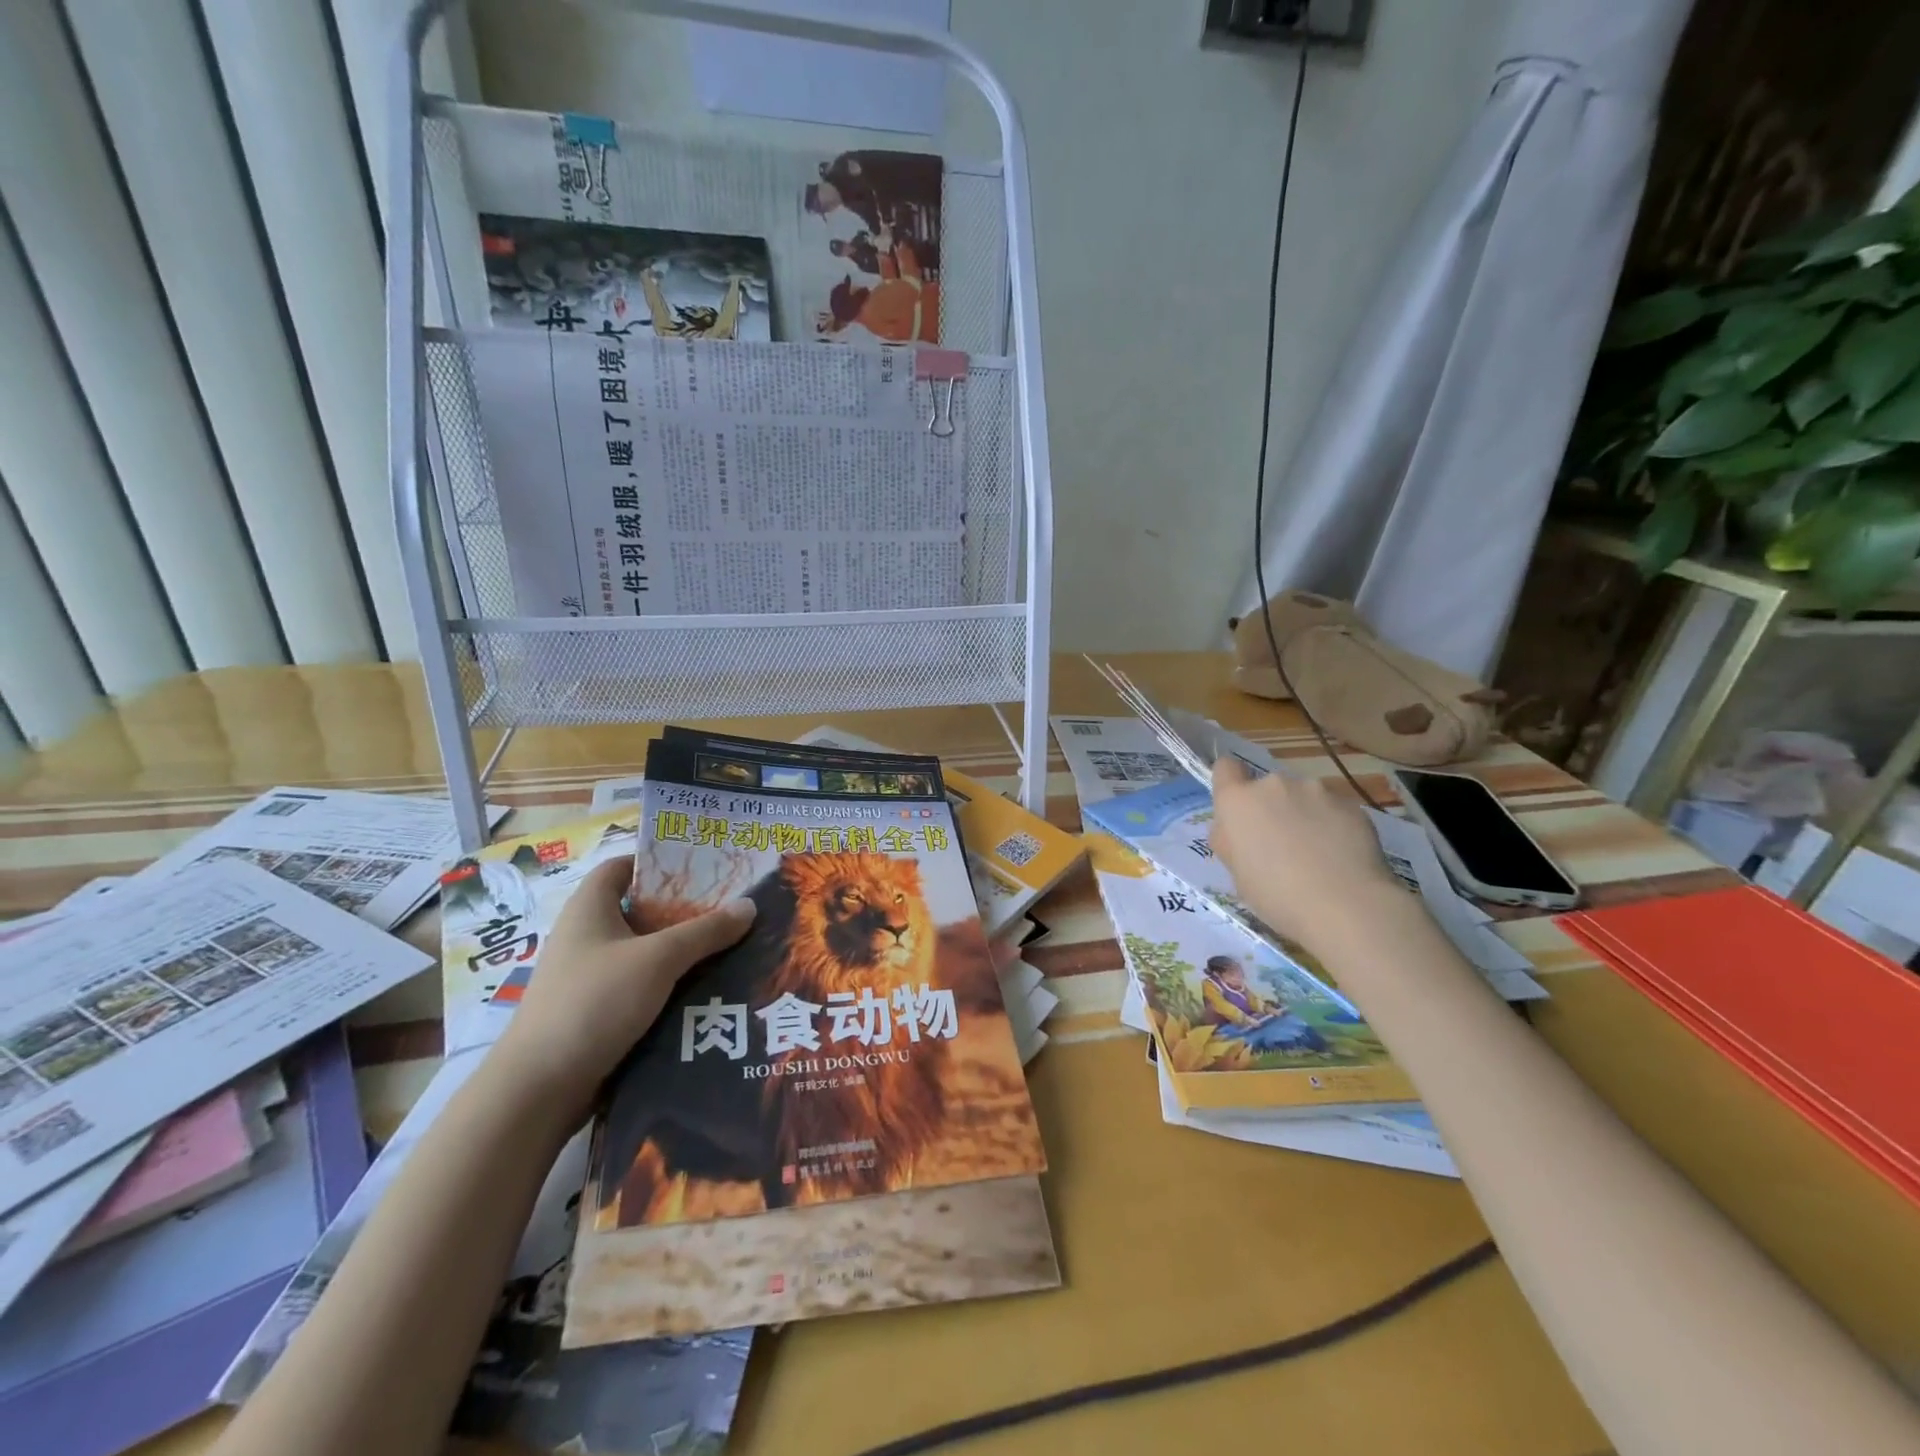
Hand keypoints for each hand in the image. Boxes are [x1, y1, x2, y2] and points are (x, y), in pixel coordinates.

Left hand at [489, 858, 754, 1121]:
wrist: (538, 1089)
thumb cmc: (594, 1003)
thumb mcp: (659, 959)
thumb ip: (706, 930)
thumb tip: (750, 905)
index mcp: (589, 908)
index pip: (622, 866)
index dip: (658, 862)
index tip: (702, 867)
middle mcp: (585, 935)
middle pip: (641, 909)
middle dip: (684, 910)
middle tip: (731, 908)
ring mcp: (588, 976)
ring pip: (644, 951)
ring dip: (682, 952)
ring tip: (731, 948)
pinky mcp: (595, 1011)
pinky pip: (640, 986)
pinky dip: (669, 985)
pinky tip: (706, 991)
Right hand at [1209, 758, 1399, 956]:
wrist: (1345, 905)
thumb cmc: (1275, 894)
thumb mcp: (1235, 873)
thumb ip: (1231, 840)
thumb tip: (1239, 830)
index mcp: (1238, 801)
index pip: (1225, 768)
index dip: (1230, 784)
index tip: (1239, 811)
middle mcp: (1273, 785)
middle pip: (1267, 788)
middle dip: (1272, 809)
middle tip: (1281, 847)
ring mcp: (1316, 790)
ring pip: (1302, 797)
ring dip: (1303, 815)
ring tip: (1317, 853)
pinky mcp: (1350, 803)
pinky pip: (1333, 809)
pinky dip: (1333, 826)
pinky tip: (1340, 856)